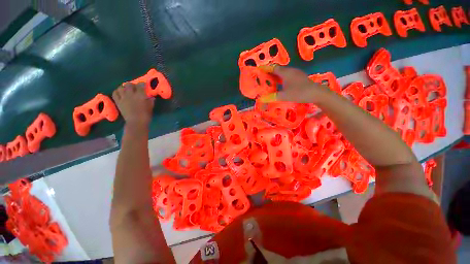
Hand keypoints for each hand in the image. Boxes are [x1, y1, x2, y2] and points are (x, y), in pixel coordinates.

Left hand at [112, 83, 154, 125]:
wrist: (136, 122)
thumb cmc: (146, 115)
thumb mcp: (151, 107)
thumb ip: (150, 100)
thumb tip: (151, 97)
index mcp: (140, 95)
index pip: (141, 85)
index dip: (143, 84)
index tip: (144, 85)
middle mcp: (131, 94)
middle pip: (129, 84)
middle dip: (132, 85)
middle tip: (135, 88)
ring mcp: (123, 97)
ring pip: (121, 87)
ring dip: (124, 87)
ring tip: (127, 89)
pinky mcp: (118, 102)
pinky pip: (115, 93)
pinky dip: (117, 91)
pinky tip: (120, 93)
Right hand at [258, 65, 326, 103]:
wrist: (316, 93)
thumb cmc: (299, 93)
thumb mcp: (284, 96)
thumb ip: (272, 97)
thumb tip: (261, 99)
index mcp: (285, 73)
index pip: (273, 68)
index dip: (265, 68)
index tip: (259, 69)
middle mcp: (290, 71)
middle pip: (278, 69)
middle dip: (270, 73)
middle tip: (263, 77)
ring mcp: (296, 73)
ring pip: (283, 73)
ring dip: (276, 76)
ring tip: (270, 81)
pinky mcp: (299, 77)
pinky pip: (287, 76)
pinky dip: (281, 78)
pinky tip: (281, 84)